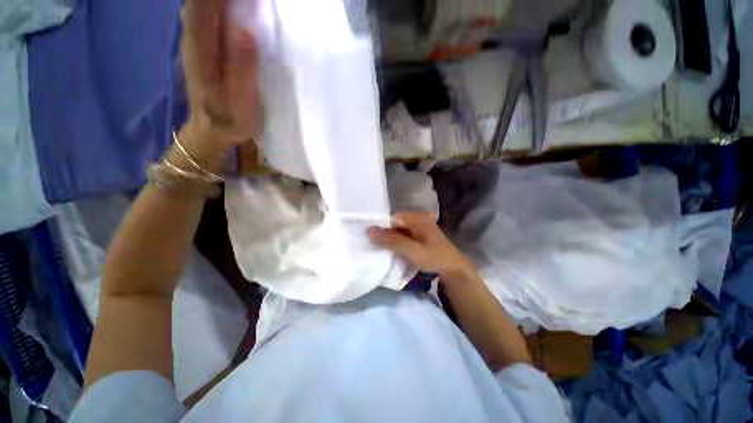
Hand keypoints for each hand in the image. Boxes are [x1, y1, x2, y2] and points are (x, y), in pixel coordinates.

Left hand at [181, 0, 261, 149]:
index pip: (202, 8)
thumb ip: (243, 71)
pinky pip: (206, 16)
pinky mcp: (203, 47)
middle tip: (249, 1)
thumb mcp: (241, 104)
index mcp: (202, 53)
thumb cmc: (231, 121)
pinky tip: (231, 8)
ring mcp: (196, 43)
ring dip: (217, 2)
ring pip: (201, 7)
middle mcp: (193, 41)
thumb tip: (246, 32)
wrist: (213, 131)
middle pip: (199, 4)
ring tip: (245, 4)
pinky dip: (217, 8)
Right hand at [367, 212, 478, 280]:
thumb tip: (369, 231)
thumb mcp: (412, 251)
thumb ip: (392, 241)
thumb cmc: (435, 259)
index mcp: (417, 218)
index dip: (382, 228)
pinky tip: (395, 251)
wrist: (455, 270)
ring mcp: (420, 227)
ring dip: (391, 239)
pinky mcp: (421, 235)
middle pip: (396, 224)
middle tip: (376, 246)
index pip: (392, 218)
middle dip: (386, 234)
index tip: (373, 240)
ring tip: (383, 249)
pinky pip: (405, 236)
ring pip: (400, 230)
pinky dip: (398, 242)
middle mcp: (418, 218)